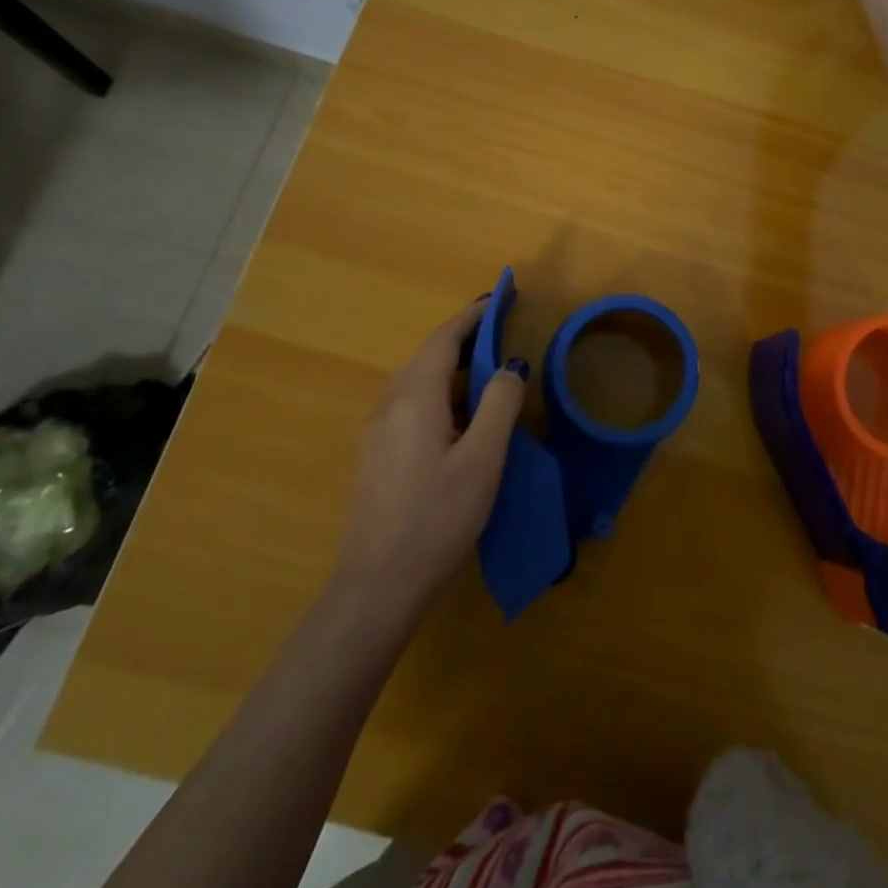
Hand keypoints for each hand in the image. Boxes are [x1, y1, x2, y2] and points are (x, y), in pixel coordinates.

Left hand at [332, 296, 527, 615]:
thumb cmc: (437, 518)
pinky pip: (411, 406)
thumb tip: (511, 366)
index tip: (499, 299)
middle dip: (464, 340)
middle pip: (428, 357)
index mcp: (415, 397)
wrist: (376, 587)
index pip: (444, 339)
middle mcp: (389, 405)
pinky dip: (440, 395)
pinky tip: (460, 419)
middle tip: (502, 335)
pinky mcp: (377, 457)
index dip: (472, 317)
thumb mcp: (483, 460)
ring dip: (452, 369)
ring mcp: (378, 432)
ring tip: (488, 373)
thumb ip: (500, 405)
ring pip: (418, 383)